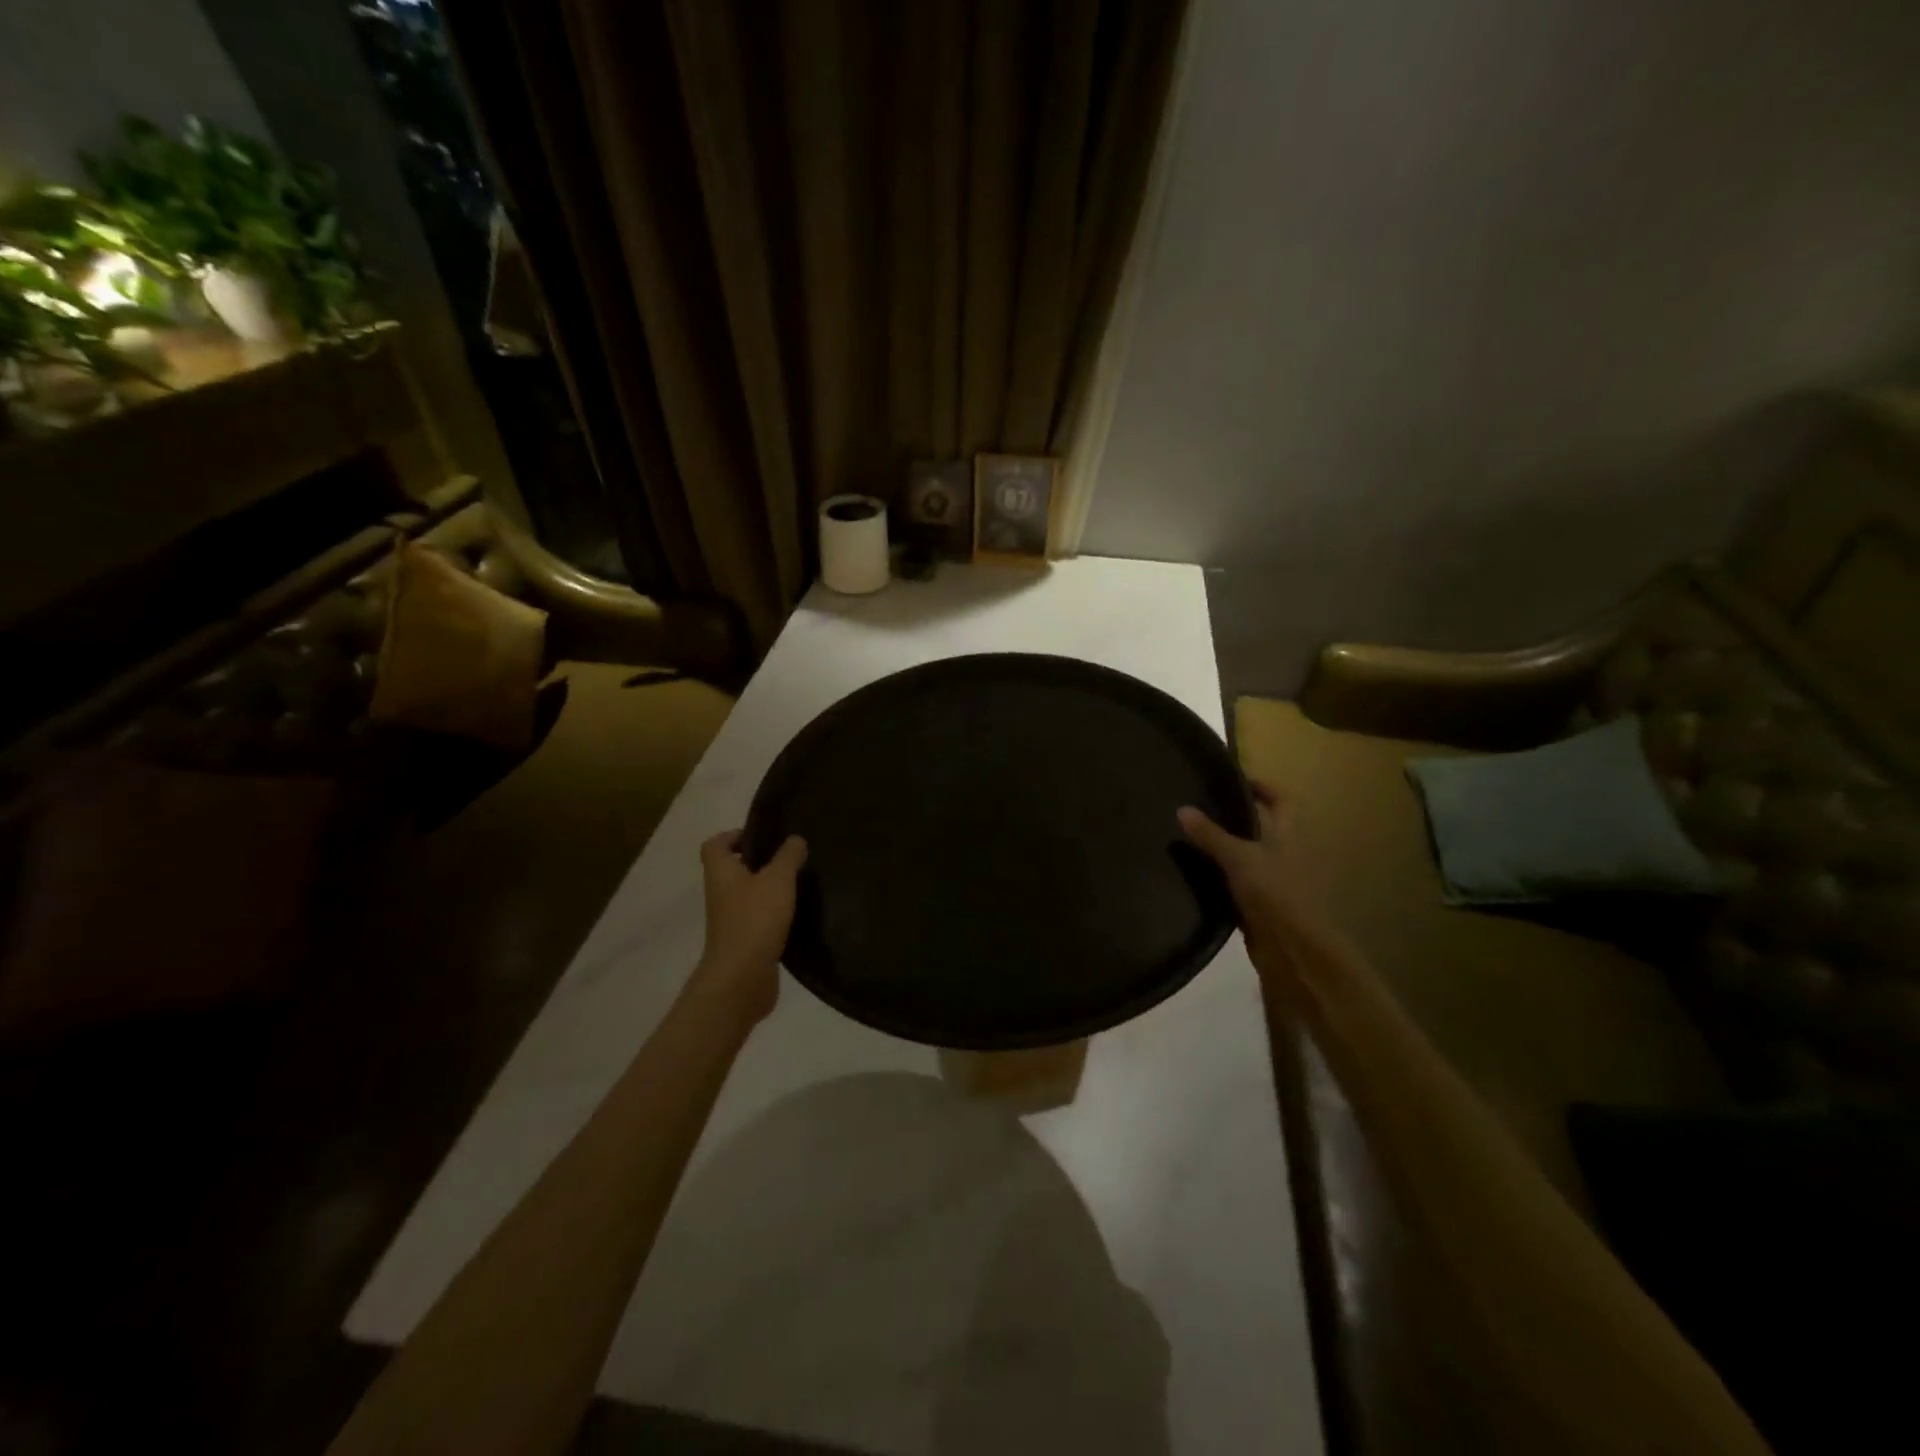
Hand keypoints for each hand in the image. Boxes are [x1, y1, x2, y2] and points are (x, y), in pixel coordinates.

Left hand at [687, 829, 807, 1025]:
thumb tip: (795, 840)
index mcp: (721, 873)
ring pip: (748, 895)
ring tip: (799, 883)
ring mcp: (731, 920)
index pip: (715, 845)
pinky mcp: (745, 942)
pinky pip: (759, 919)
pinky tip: (798, 913)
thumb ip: (788, 856)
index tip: (762, 837)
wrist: (742, 978)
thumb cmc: (755, 920)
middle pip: (733, 869)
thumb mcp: (778, 880)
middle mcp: (721, 894)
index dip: (734, 836)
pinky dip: (775, 914)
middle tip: (789, 858)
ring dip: (769, 889)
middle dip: (759, 862)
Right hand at [1178, 780, 1326, 978]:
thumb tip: (1181, 808)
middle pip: (1261, 826)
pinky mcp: (1259, 906)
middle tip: (1197, 805)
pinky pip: (1235, 884)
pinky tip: (1190, 873)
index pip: (1281, 799)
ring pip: (1245, 856)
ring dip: (1222, 848)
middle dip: (1233, 816)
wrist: (1294, 953)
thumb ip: (1211, 835)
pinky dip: (1217, 878)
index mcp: (1290, 835)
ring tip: (1186, 835)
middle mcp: (1284, 854)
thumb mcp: (1239, 859)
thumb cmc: (1275, 894)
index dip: (1261, 786)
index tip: (1229, 780)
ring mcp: (1273, 881)